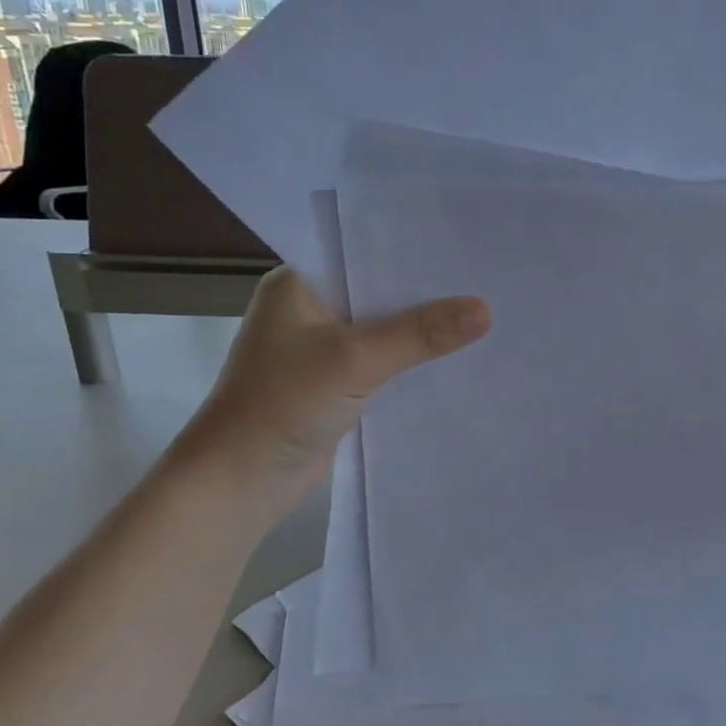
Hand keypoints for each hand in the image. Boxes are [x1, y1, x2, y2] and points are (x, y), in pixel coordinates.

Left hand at [165, 267, 489, 519]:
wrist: (239, 482)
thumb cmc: (282, 404)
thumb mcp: (354, 359)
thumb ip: (419, 333)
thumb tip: (486, 309)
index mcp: (298, 283)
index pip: (363, 251)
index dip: (413, 249)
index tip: (465, 244)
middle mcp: (309, 308)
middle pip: (378, 291)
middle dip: (426, 291)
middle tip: (486, 277)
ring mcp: (321, 348)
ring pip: (383, 328)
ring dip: (421, 329)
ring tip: (484, 312)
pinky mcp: (335, 383)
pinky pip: (383, 361)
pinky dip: (411, 361)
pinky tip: (455, 356)